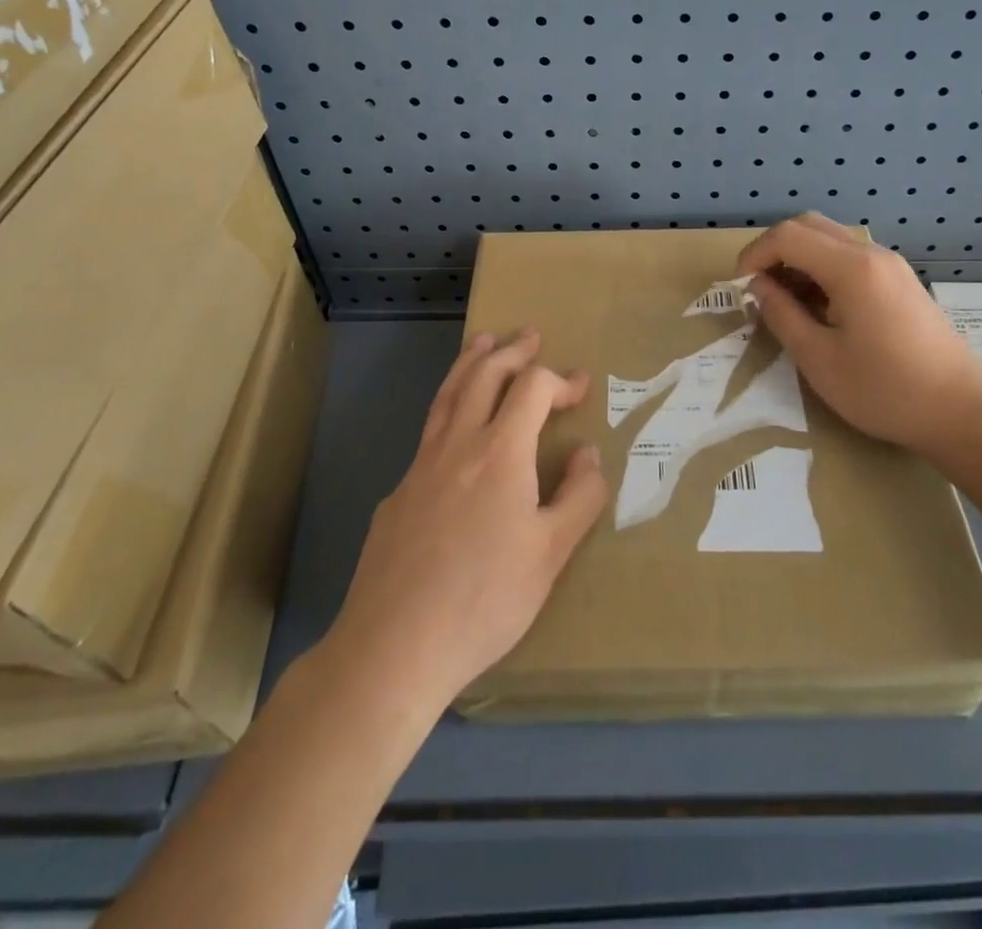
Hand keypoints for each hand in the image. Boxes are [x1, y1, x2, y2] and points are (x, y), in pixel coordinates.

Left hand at [327, 330, 607, 710]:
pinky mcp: (397, 493)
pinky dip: (449, 409)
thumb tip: (588, 453)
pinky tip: (454, 430)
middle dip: (511, 351)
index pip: (532, 389)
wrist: (394, 645)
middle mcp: (457, 444)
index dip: (559, 379)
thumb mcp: (551, 554)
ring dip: (470, 363)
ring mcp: (420, 466)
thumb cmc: (485, 599)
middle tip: (530, 336)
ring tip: (482, 342)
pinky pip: (428, 433)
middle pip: (484, 376)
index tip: (580, 386)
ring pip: (448, 395)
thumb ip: (579, 497)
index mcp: (500, 452)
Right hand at [738, 214, 981, 461]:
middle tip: (758, 289)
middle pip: (809, 225)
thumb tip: (758, 287)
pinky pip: (851, 257)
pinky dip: (823, 269)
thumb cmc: (885, 390)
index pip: (788, 235)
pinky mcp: (901, 281)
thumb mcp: (818, 359)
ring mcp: (891, 265)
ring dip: (799, 258)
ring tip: (785, 302)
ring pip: (831, 239)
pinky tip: (819, 307)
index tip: (740, 288)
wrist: (962, 413)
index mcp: (851, 268)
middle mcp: (872, 254)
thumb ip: (782, 315)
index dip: (754, 255)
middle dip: (774, 250)